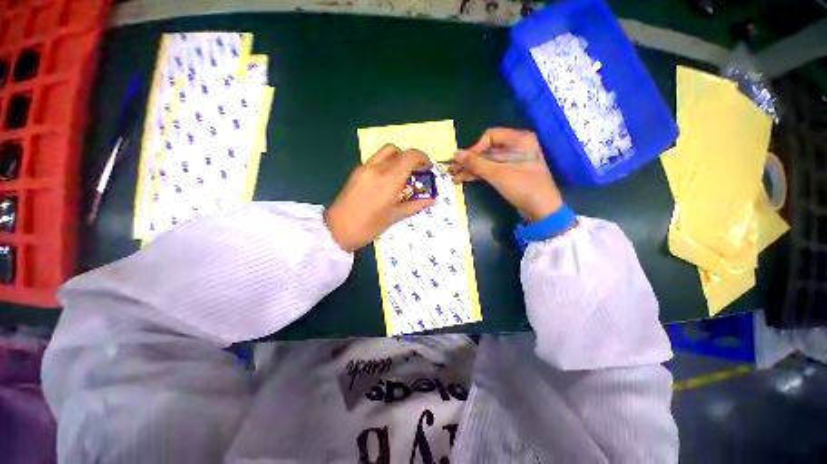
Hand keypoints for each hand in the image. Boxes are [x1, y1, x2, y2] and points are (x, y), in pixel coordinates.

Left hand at [325, 144, 435, 251]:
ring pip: (384, 152)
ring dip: (397, 158)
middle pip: (397, 149)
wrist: (337, 230)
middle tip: (416, 171)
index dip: (423, 158)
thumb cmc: (368, 227)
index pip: (410, 156)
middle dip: (410, 157)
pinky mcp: (355, 172)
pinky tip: (387, 181)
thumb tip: (433, 201)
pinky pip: (375, 160)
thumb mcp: (394, 217)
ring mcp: (364, 168)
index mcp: (389, 179)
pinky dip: (386, 164)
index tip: (428, 168)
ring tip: (402, 175)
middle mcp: (376, 168)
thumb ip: (415, 206)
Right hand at [448, 128, 562, 221]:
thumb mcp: (497, 174)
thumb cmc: (523, 187)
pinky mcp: (509, 173)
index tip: (464, 161)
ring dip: (471, 169)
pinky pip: (491, 170)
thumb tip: (455, 154)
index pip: (490, 136)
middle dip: (469, 161)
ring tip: (454, 177)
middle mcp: (516, 147)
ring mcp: (512, 161)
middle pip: (486, 150)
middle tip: (452, 170)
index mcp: (519, 139)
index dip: (475, 148)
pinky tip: (464, 179)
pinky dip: (478, 175)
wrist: (542, 210)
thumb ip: (475, 163)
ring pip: (487, 162)